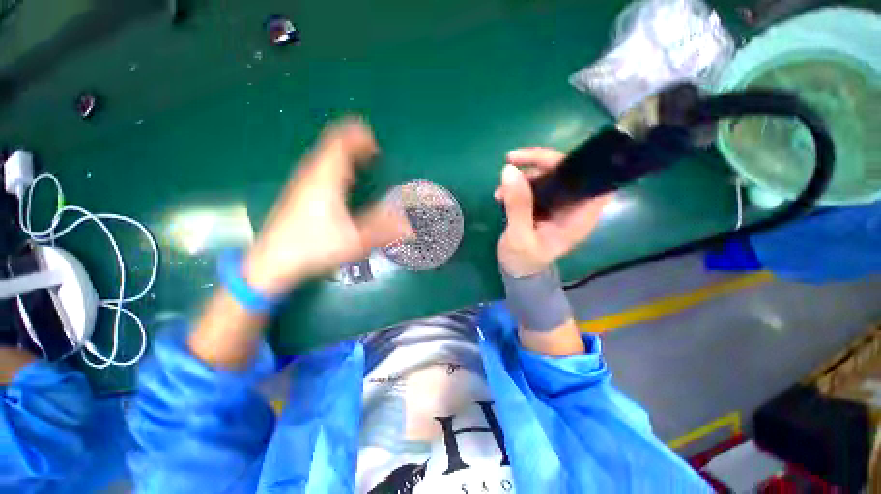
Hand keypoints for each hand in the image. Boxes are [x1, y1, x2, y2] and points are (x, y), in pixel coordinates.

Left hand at [244, 118, 411, 294]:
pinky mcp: (297, 192)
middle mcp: (311, 175)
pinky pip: (318, 167)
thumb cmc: (314, 248)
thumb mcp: (354, 241)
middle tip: (373, 149)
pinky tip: (342, 178)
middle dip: (353, 142)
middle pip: (331, 146)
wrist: (271, 262)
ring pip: (323, 155)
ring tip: (362, 158)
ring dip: (343, 152)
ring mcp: (301, 182)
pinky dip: (334, 164)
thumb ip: (383, 231)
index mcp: (325, 180)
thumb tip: (412, 226)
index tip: (375, 141)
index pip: (340, 145)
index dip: (357, 137)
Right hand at [495, 147, 610, 276]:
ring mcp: (559, 206)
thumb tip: (510, 170)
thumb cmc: (523, 261)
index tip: (545, 158)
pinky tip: (502, 193)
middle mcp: (574, 208)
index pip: (593, 180)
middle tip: (512, 161)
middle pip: (568, 172)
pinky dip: (520, 185)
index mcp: (579, 217)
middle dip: (541, 163)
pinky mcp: (545, 207)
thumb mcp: (519, 236)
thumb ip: (518, 205)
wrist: (516, 273)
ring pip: (550, 177)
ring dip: (526, 175)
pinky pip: (537, 187)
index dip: (576, 162)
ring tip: (502, 187)